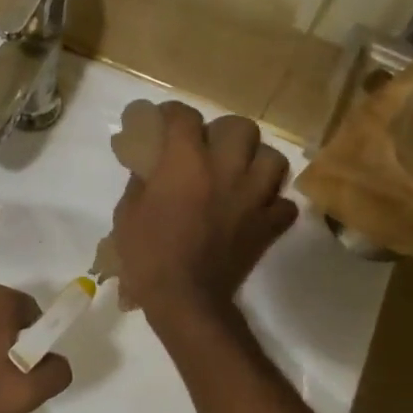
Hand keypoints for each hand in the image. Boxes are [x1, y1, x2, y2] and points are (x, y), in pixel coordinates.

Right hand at [112, 102, 296, 316]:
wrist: (185, 299)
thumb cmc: (147, 255)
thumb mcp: (127, 213)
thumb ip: (141, 182)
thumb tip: (150, 167)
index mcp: (186, 163)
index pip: (184, 117)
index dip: (172, 113)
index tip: (164, 120)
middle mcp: (226, 169)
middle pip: (240, 127)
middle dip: (223, 133)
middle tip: (209, 148)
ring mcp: (255, 197)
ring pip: (273, 158)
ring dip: (256, 162)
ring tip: (240, 174)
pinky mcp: (270, 225)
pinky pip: (284, 203)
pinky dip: (272, 203)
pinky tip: (256, 209)